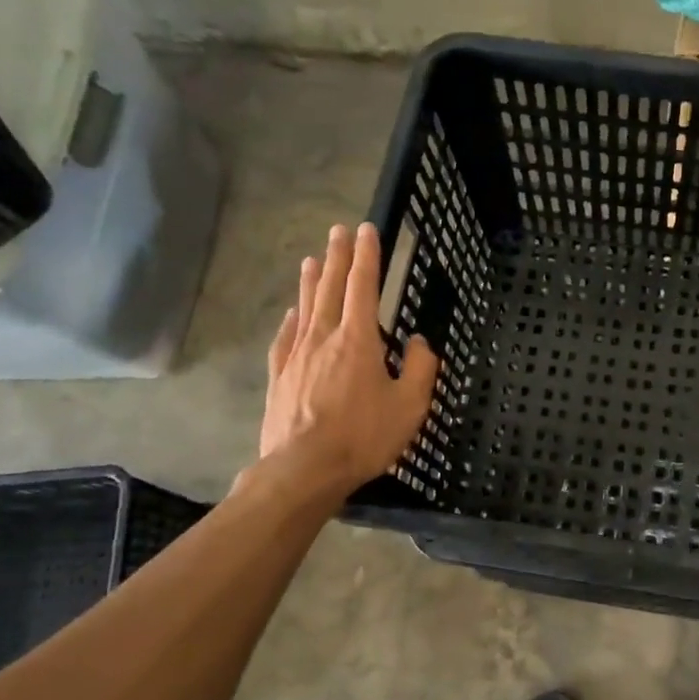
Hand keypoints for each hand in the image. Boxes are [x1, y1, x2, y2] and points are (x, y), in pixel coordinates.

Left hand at [252, 222, 439, 496]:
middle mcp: (324, 337)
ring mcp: (297, 356)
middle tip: (338, 231)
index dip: (367, 256)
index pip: (363, 286)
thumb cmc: (363, 436)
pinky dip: (291, 320)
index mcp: (358, 340)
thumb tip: (417, 342)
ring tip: (313, 258)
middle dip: (338, 257)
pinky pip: (285, 338)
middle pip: (331, 288)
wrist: (304, 469)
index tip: (366, 230)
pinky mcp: (279, 376)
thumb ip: (419, 368)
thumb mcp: (409, 405)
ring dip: (311, 281)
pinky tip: (291, 314)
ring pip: (305, 308)